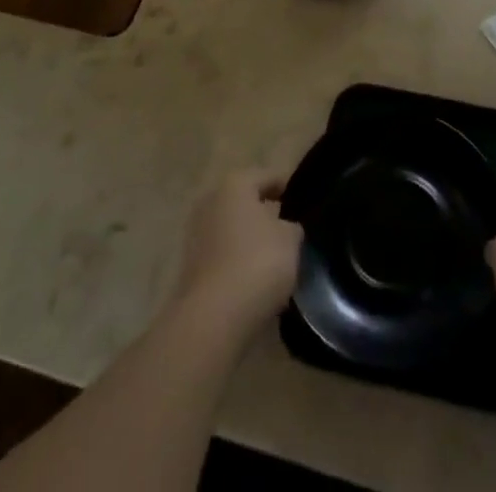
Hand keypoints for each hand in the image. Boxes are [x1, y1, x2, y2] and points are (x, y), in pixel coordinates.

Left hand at [172, 169, 302, 334]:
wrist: (213, 320)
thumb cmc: (257, 263)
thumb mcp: (290, 239)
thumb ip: (291, 227)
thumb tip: (284, 228)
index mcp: (235, 184)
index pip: (268, 177)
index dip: (288, 189)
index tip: (304, 204)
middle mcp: (211, 202)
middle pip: (246, 204)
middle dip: (266, 216)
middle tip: (290, 232)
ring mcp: (196, 237)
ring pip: (233, 232)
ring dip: (250, 243)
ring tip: (276, 262)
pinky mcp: (191, 270)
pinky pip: (223, 259)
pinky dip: (238, 265)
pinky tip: (257, 283)